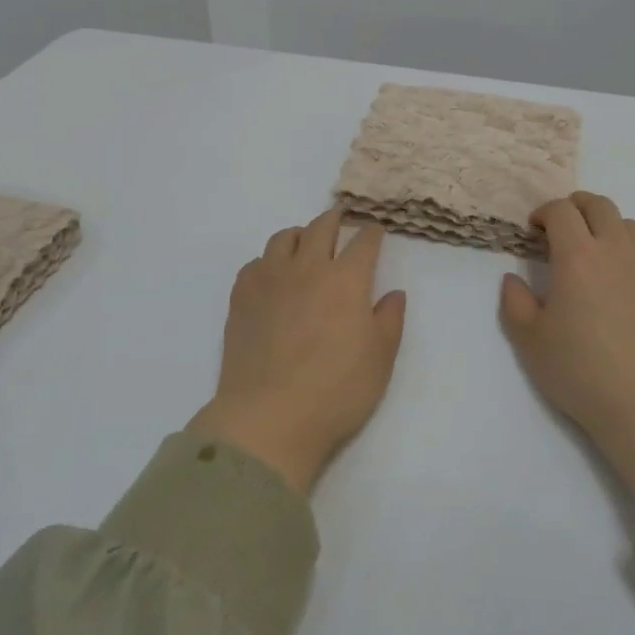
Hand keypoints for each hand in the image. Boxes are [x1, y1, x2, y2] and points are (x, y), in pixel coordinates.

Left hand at [192, 207, 407, 494]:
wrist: (270, 416)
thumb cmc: (336, 390)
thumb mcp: (380, 359)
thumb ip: (389, 320)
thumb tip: (392, 293)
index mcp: (346, 279)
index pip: (363, 242)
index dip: (372, 233)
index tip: (375, 230)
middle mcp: (307, 268)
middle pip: (321, 228)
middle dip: (335, 219)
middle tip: (340, 219)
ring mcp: (269, 279)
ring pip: (283, 238)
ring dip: (299, 234)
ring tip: (304, 242)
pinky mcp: (241, 297)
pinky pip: (255, 263)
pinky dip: (269, 261)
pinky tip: (272, 276)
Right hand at [500, 192, 634, 510]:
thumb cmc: (582, 372)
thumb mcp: (530, 341)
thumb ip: (515, 303)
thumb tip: (513, 279)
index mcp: (578, 257)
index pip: (561, 211)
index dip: (544, 212)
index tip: (534, 231)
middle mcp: (616, 252)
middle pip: (600, 205)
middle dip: (576, 207)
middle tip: (560, 229)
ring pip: (629, 226)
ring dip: (605, 227)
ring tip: (592, 253)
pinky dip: (629, 255)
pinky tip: (620, 286)